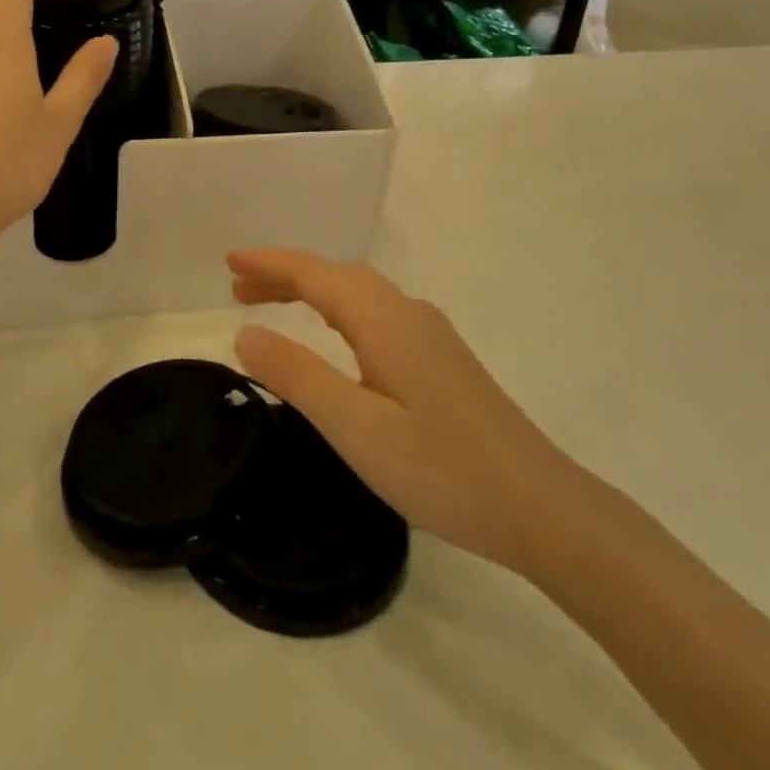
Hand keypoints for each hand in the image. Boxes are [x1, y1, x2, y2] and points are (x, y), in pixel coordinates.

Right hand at [229, 249, 582, 575]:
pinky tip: (334, 339)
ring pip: (358, 295)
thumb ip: (297, 375)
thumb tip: (245, 332)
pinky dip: (337, 312)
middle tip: (238, 291)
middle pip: (336, 276)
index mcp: (384, 319)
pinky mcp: (441, 360)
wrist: (541, 507)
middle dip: (285, 275)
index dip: (269, 264)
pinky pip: (375, 314)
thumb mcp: (355, 426)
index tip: (228, 262)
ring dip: (311, 292)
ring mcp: (429, 335)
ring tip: (270, 306)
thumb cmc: (442, 469)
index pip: (315, 274)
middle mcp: (407, 313)